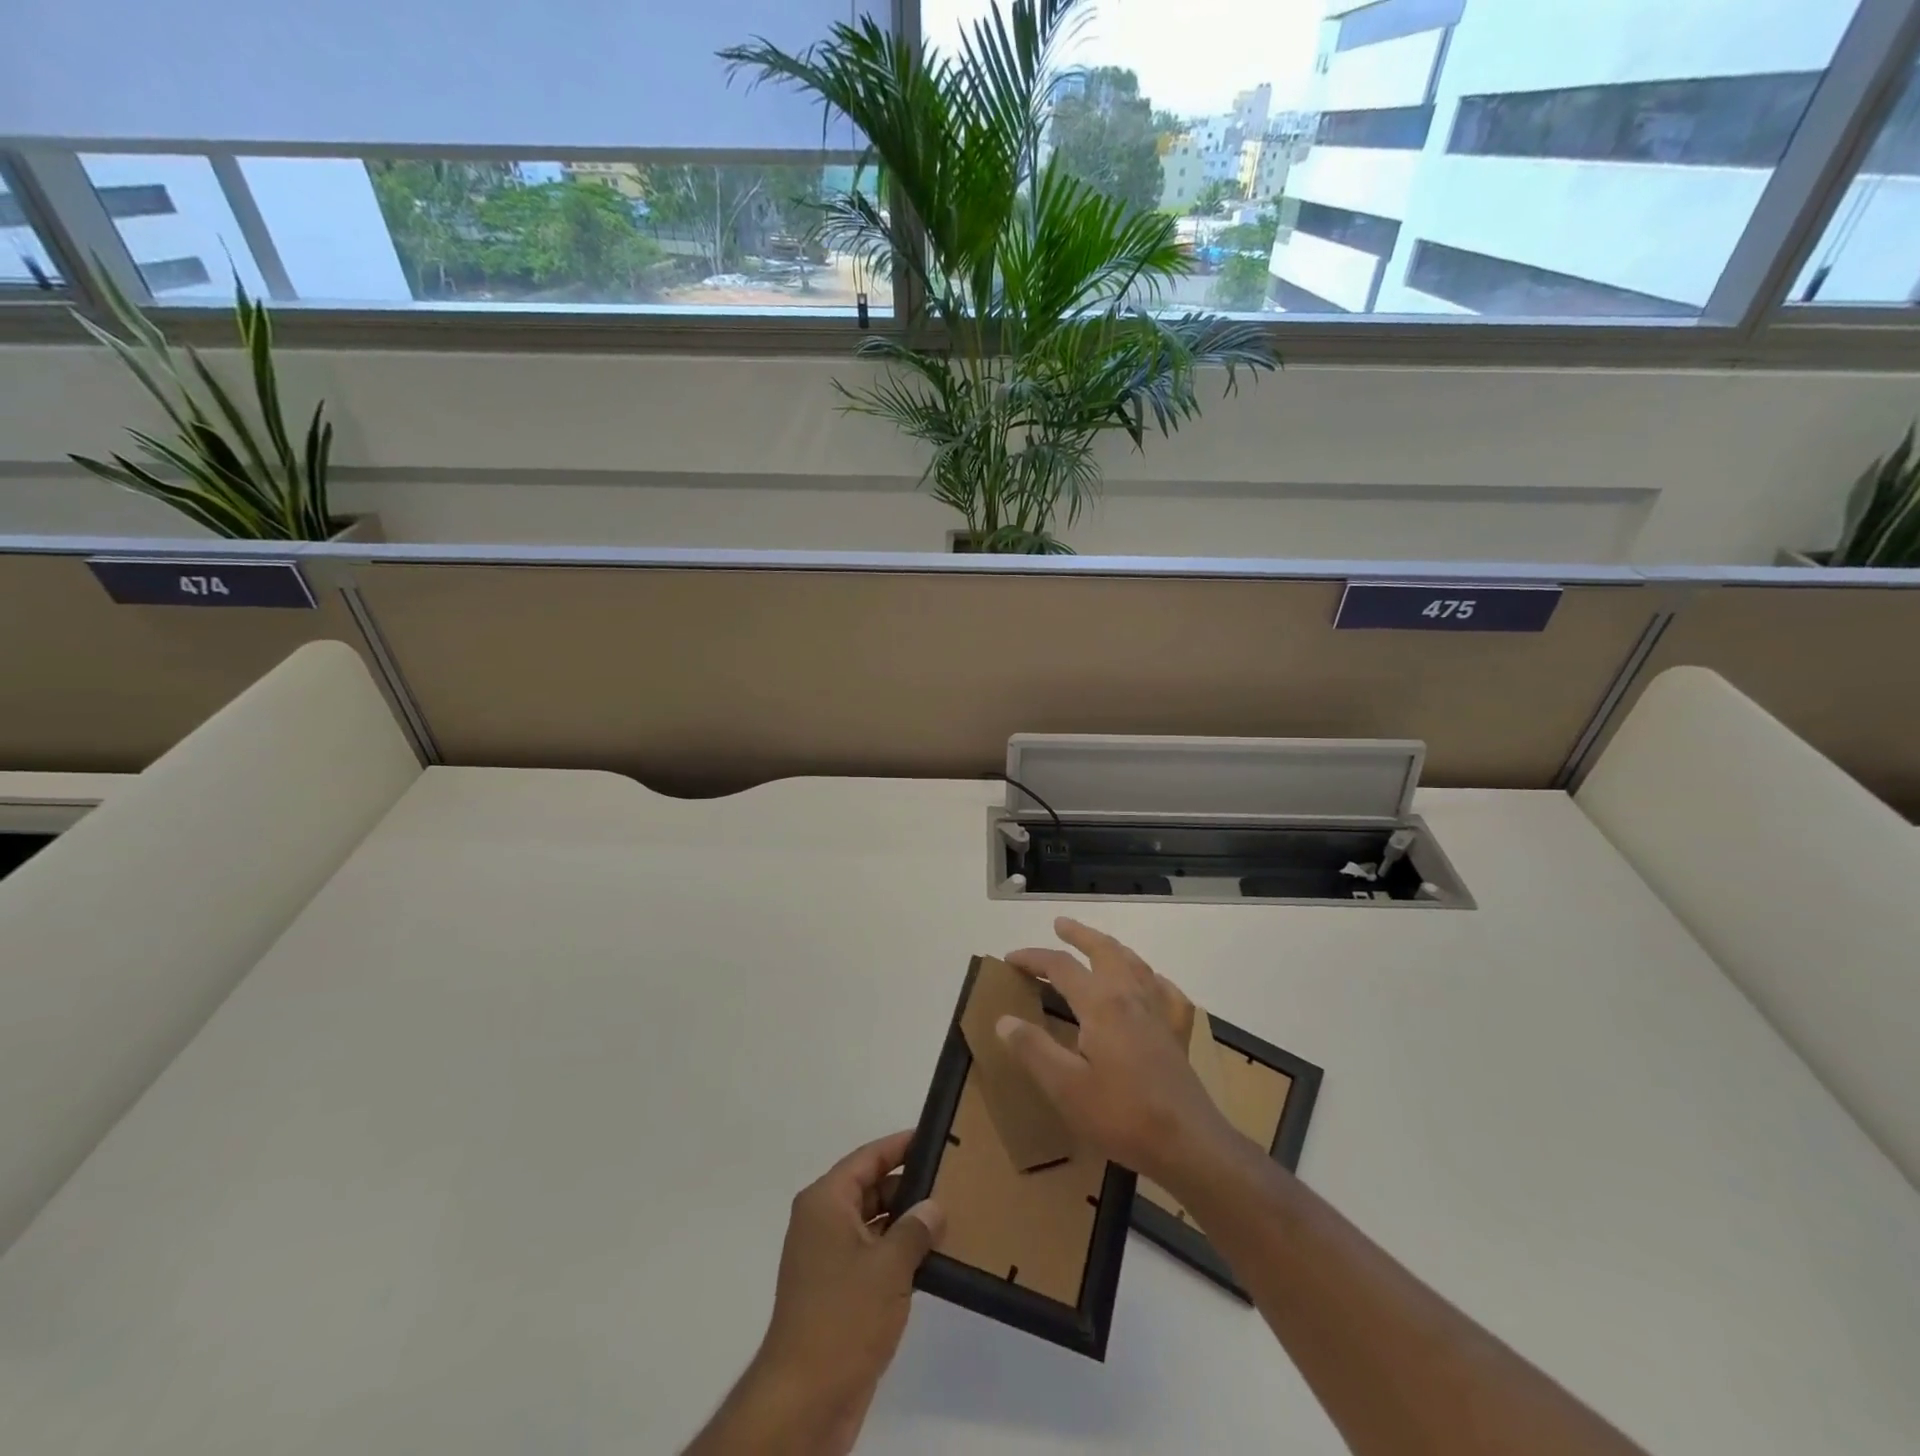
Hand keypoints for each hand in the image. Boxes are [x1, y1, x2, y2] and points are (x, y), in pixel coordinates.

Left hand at [755, 1131, 943, 1448]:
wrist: (804, 1400)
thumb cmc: (844, 1317)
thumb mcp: (889, 1266)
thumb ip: (915, 1229)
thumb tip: (933, 1207)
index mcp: (826, 1202)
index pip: (868, 1158)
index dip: (900, 1145)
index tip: (934, 1137)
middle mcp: (821, 1222)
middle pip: (870, 1188)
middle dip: (907, 1186)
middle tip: (950, 1181)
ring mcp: (826, 1259)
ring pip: (872, 1224)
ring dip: (905, 1223)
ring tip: (948, 1218)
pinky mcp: (835, 1292)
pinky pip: (870, 1256)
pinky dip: (896, 1254)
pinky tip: (930, 1260)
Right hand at [1000, 919, 1234, 1188]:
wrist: (1187, 1143)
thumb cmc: (1121, 1115)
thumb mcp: (1065, 1087)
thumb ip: (1033, 1049)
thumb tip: (1004, 1020)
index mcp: (1101, 1003)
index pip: (1061, 966)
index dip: (1033, 958)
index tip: (1010, 960)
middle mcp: (1130, 995)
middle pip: (1104, 950)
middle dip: (1080, 934)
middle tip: (1060, 924)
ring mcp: (1158, 1012)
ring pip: (1134, 963)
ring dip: (1111, 947)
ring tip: (1097, 944)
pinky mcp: (1176, 1032)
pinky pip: (1165, 991)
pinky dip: (1152, 978)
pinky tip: (1150, 984)